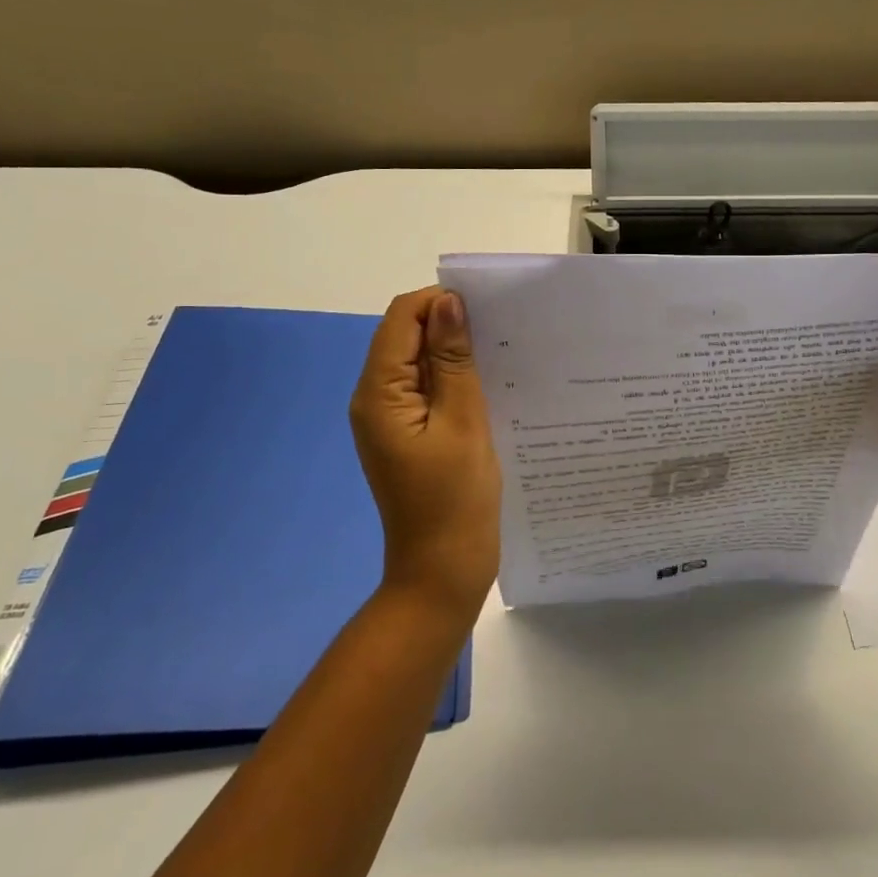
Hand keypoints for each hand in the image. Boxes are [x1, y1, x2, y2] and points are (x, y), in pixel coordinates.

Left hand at [350, 287, 502, 623]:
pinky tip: (490, 385)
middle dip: (450, 325)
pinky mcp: (408, 435)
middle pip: (407, 337)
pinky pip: (427, 390)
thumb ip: (453, 360)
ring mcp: (390, 419)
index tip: (489, 310)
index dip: (440, 303)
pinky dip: (454, 380)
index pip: (401, 319)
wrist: (442, 573)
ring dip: (455, 353)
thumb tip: (448, 303)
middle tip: (502, 331)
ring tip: (502, 354)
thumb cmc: (455, 499)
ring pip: (420, 363)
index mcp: (379, 393)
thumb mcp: (463, 422)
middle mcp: (375, 399)